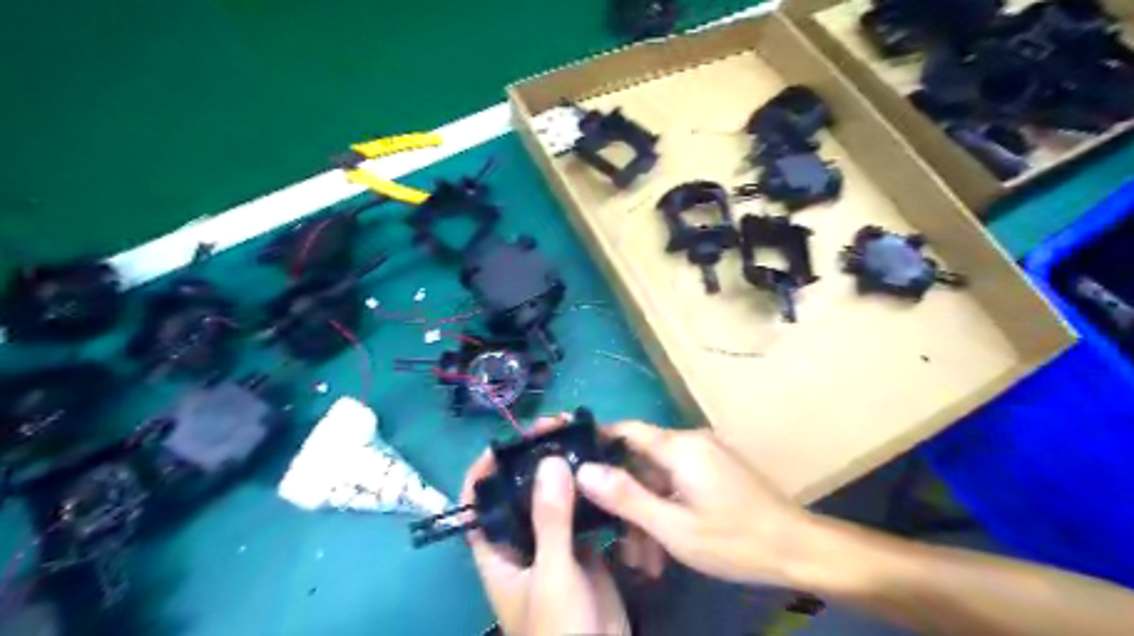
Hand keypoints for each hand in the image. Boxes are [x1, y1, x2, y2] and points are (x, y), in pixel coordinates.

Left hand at [465, 427, 633, 635]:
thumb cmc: (559, 630)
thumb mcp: (553, 574)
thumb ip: (550, 520)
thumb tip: (550, 460)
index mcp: (497, 548)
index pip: (479, 497)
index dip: (488, 464)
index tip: (514, 435)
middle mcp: (520, 539)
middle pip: (520, 488)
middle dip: (536, 456)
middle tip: (561, 427)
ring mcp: (553, 541)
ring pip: (553, 496)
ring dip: (565, 468)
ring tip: (583, 439)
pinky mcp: (582, 546)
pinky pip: (582, 510)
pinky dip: (590, 489)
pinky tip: (603, 469)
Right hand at [578, 421, 814, 585]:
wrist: (798, 549)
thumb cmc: (734, 539)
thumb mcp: (673, 526)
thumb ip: (626, 497)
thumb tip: (583, 471)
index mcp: (679, 446)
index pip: (626, 430)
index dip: (598, 442)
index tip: (574, 465)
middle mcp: (691, 442)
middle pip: (642, 462)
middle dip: (627, 500)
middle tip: (618, 541)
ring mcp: (706, 455)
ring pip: (661, 478)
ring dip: (648, 513)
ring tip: (645, 559)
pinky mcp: (717, 470)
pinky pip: (680, 483)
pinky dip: (668, 508)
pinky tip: (666, 545)